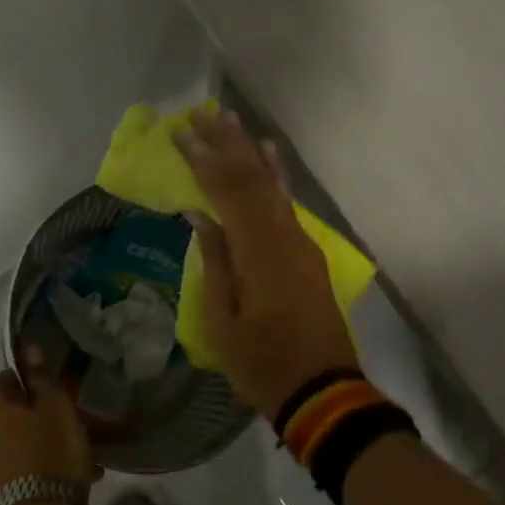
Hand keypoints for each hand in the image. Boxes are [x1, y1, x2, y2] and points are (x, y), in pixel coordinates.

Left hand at [0, 367, 97, 504]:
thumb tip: (27, 347)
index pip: (11, 377)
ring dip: (33, 447)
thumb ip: (40, 375)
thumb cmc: (49, 454)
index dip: (37, 386)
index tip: (60, 400)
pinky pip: (5, 471)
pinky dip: (27, 471)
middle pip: (7, 414)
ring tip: (66, 462)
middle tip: (67, 431)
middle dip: (34, 419)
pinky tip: (54, 482)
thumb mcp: (56, 406)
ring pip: (8, 444)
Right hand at [175, 108, 360, 420]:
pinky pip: (286, 200)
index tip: (181, 132)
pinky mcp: (305, 250)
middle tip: (200, 112)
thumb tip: (201, 214)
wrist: (324, 392)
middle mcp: (282, 234)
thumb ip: (214, 261)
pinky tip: (268, 153)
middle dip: (224, 142)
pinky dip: (275, 172)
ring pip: (271, 182)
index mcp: (258, 251)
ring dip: (248, 149)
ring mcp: (299, 240)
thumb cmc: (263, 363)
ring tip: (228, 118)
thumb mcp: (223, 320)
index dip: (202, 158)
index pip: (226, 191)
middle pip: (251, 177)